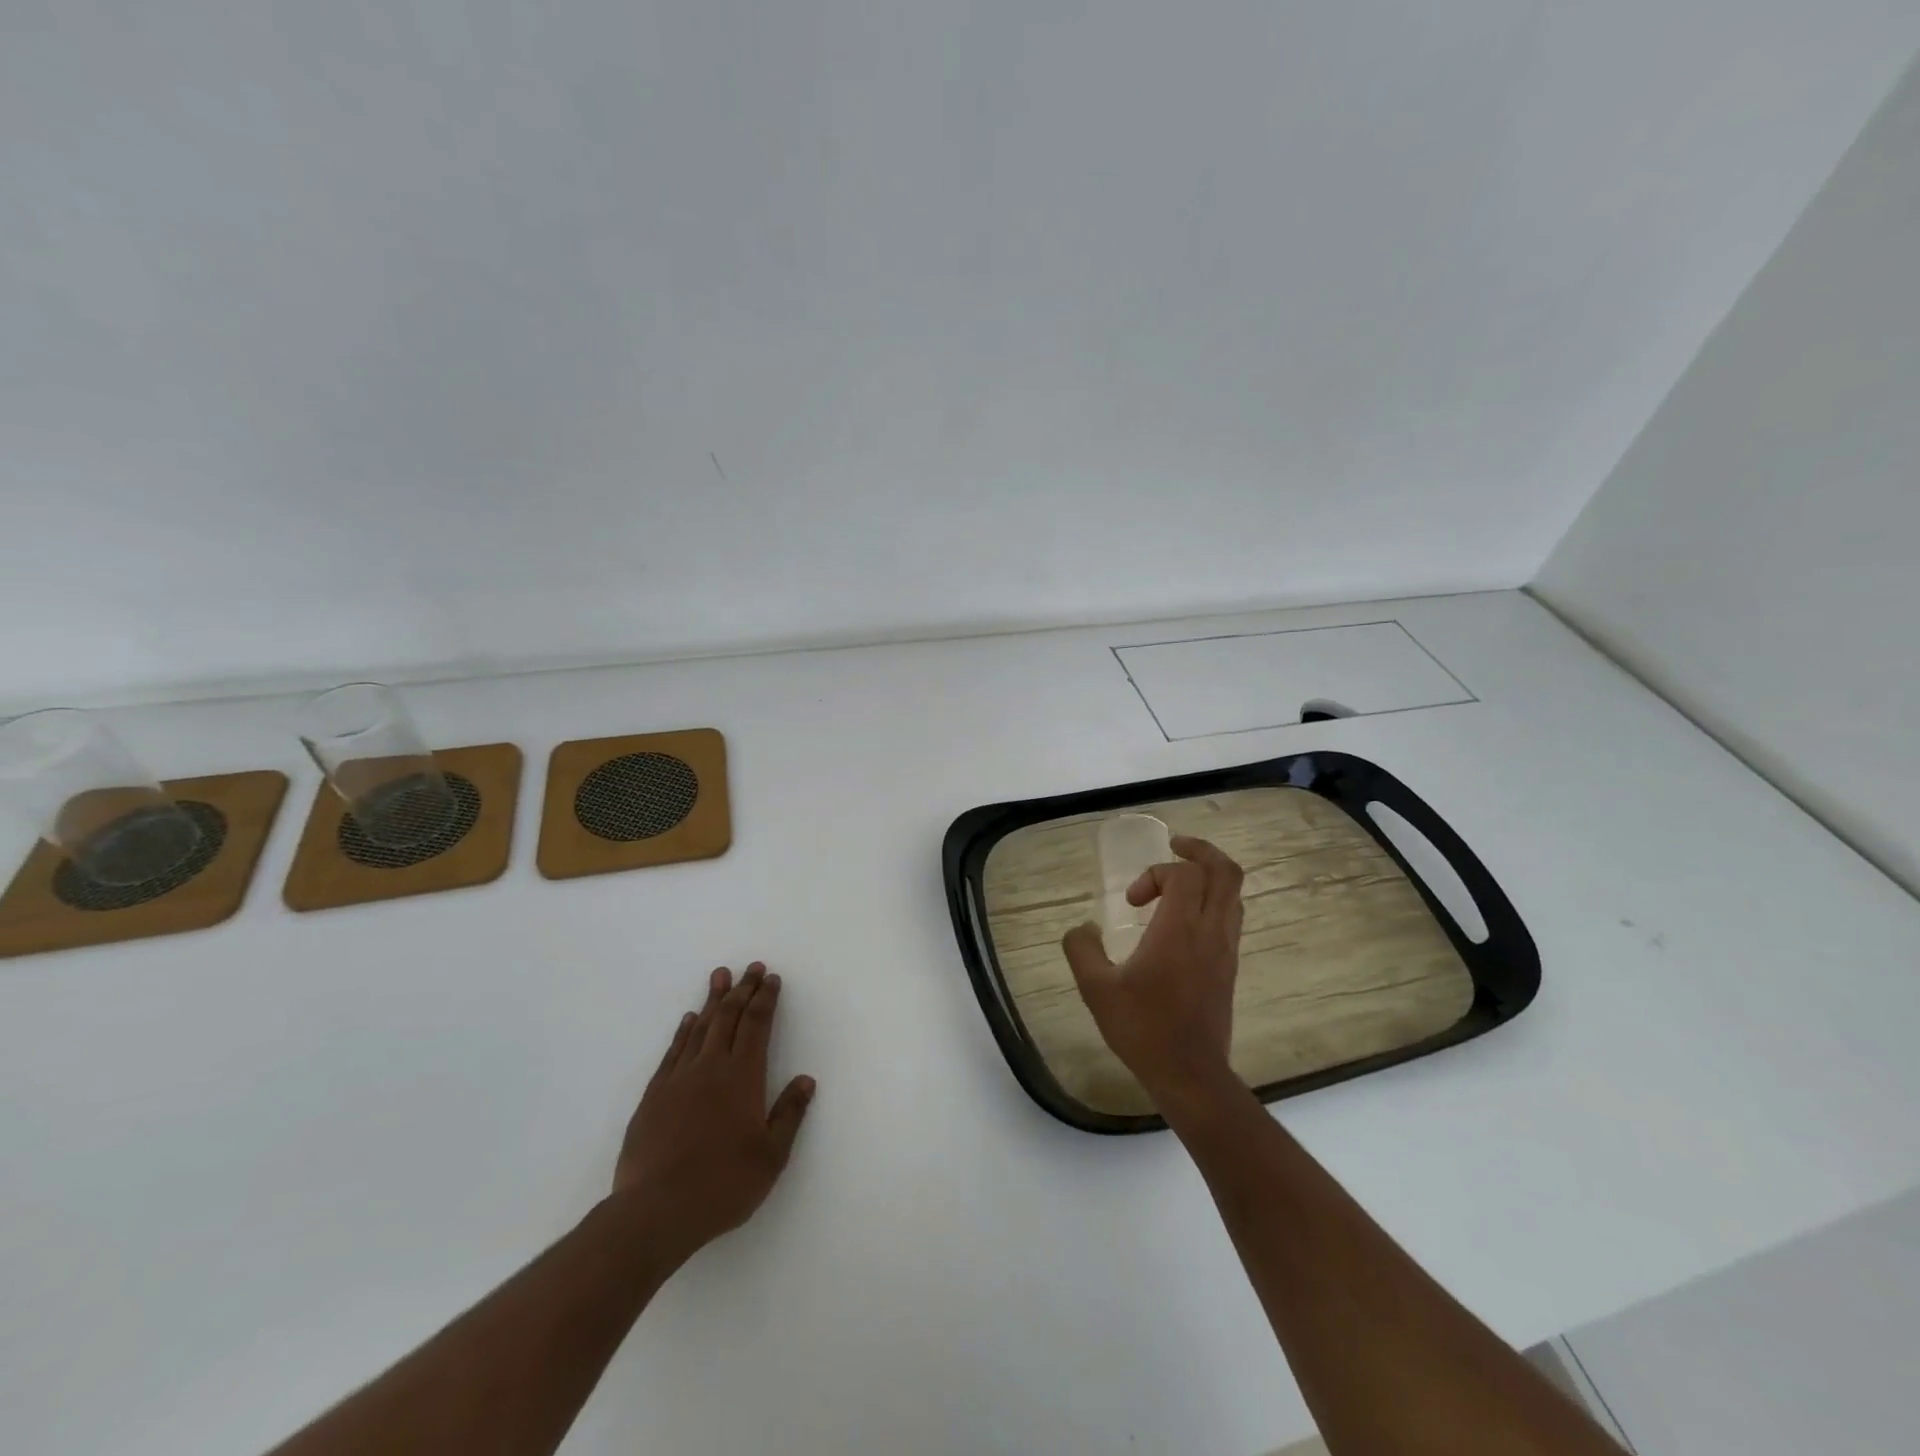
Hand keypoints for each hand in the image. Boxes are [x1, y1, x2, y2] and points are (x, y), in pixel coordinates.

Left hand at [612, 963, 814, 1261]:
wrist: (654, 1212)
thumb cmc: (722, 1185)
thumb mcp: (770, 1157)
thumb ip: (789, 1115)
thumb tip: (806, 1080)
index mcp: (742, 1077)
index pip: (757, 1025)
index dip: (765, 999)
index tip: (771, 979)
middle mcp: (711, 1067)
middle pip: (729, 1017)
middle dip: (743, 989)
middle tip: (751, 967)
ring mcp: (678, 1079)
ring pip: (699, 1027)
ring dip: (713, 1000)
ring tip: (720, 976)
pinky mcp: (653, 1095)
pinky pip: (673, 1050)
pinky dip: (683, 1030)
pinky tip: (688, 1020)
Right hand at [1062, 835, 1245, 1112]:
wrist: (1190, 1074)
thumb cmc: (1143, 1028)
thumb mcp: (1096, 989)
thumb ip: (1081, 949)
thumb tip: (1082, 928)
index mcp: (1179, 930)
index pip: (1184, 873)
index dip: (1155, 873)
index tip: (1132, 902)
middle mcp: (1210, 931)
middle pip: (1226, 871)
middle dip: (1201, 851)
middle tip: (1174, 847)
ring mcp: (1225, 949)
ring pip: (1234, 893)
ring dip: (1209, 875)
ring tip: (1179, 880)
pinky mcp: (1230, 966)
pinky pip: (1231, 915)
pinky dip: (1212, 901)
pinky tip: (1184, 919)